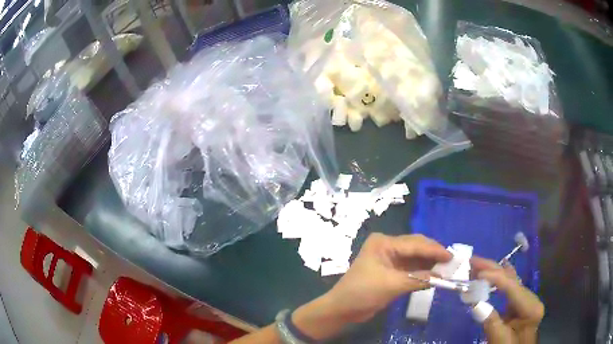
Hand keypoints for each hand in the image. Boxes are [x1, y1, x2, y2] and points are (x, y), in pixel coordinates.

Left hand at [293, 233, 450, 332]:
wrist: (343, 309)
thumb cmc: (362, 292)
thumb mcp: (391, 285)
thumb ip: (418, 279)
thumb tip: (441, 277)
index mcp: (384, 243)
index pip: (414, 244)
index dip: (434, 250)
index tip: (451, 257)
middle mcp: (388, 246)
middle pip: (416, 247)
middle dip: (434, 254)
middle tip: (452, 262)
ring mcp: (390, 259)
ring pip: (416, 258)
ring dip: (430, 263)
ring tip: (447, 269)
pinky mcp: (392, 271)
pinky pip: (412, 268)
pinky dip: (423, 272)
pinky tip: (435, 276)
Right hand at [471, 257, 544, 343]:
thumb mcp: (499, 339)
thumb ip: (491, 321)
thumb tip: (476, 303)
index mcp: (530, 307)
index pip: (512, 287)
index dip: (495, 277)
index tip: (476, 273)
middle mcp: (531, 298)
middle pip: (512, 279)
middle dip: (493, 269)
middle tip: (473, 260)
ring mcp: (527, 299)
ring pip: (511, 280)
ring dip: (494, 272)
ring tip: (477, 265)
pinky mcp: (521, 303)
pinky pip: (510, 287)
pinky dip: (498, 280)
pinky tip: (493, 271)